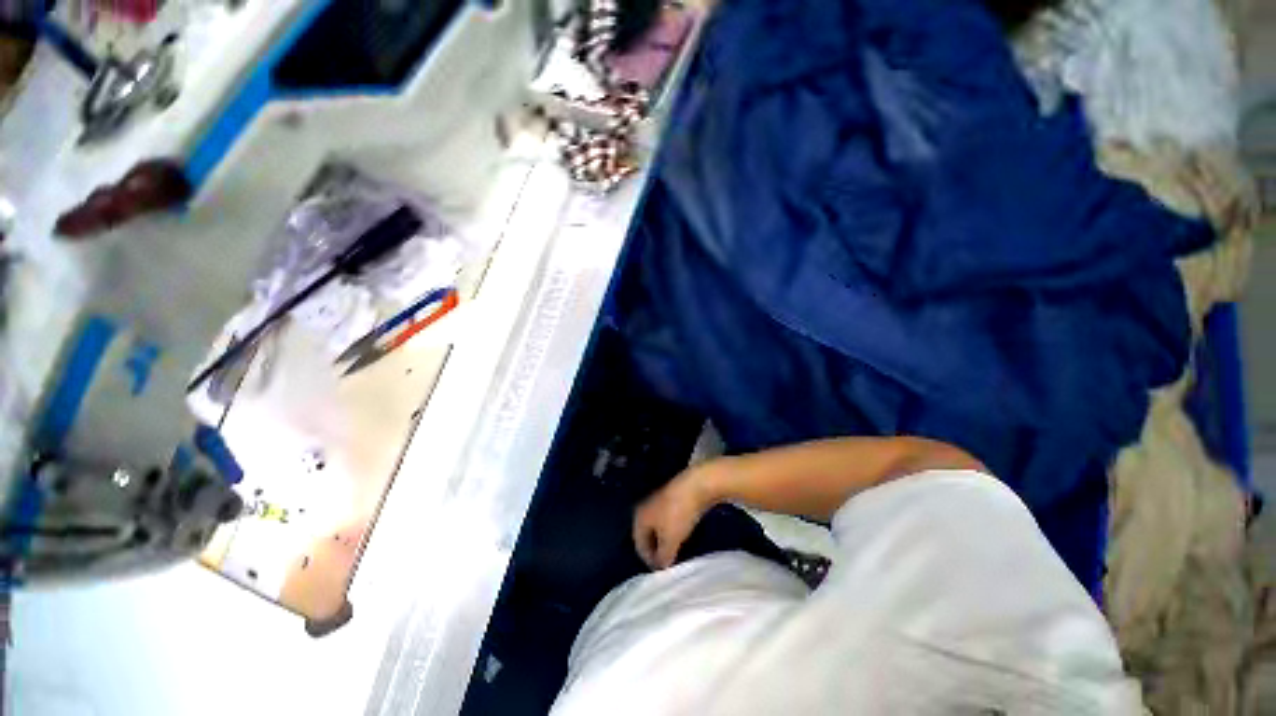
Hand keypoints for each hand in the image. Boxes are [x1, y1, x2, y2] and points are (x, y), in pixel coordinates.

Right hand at [632, 465, 719, 569]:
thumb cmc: (679, 514)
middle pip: (648, 535)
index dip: (649, 561)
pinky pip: (669, 519)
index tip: (662, 572)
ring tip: (678, 550)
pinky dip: (674, 529)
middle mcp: (645, 508)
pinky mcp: (672, 497)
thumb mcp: (670, 541)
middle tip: (670, 562)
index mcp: (639, 518)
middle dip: (657, 549)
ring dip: (667, 539)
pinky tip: (684, 534)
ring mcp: (659, 501)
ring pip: (659, 526)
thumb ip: (663, 557)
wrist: (696, 484)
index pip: (639, 545)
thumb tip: (660, 567)